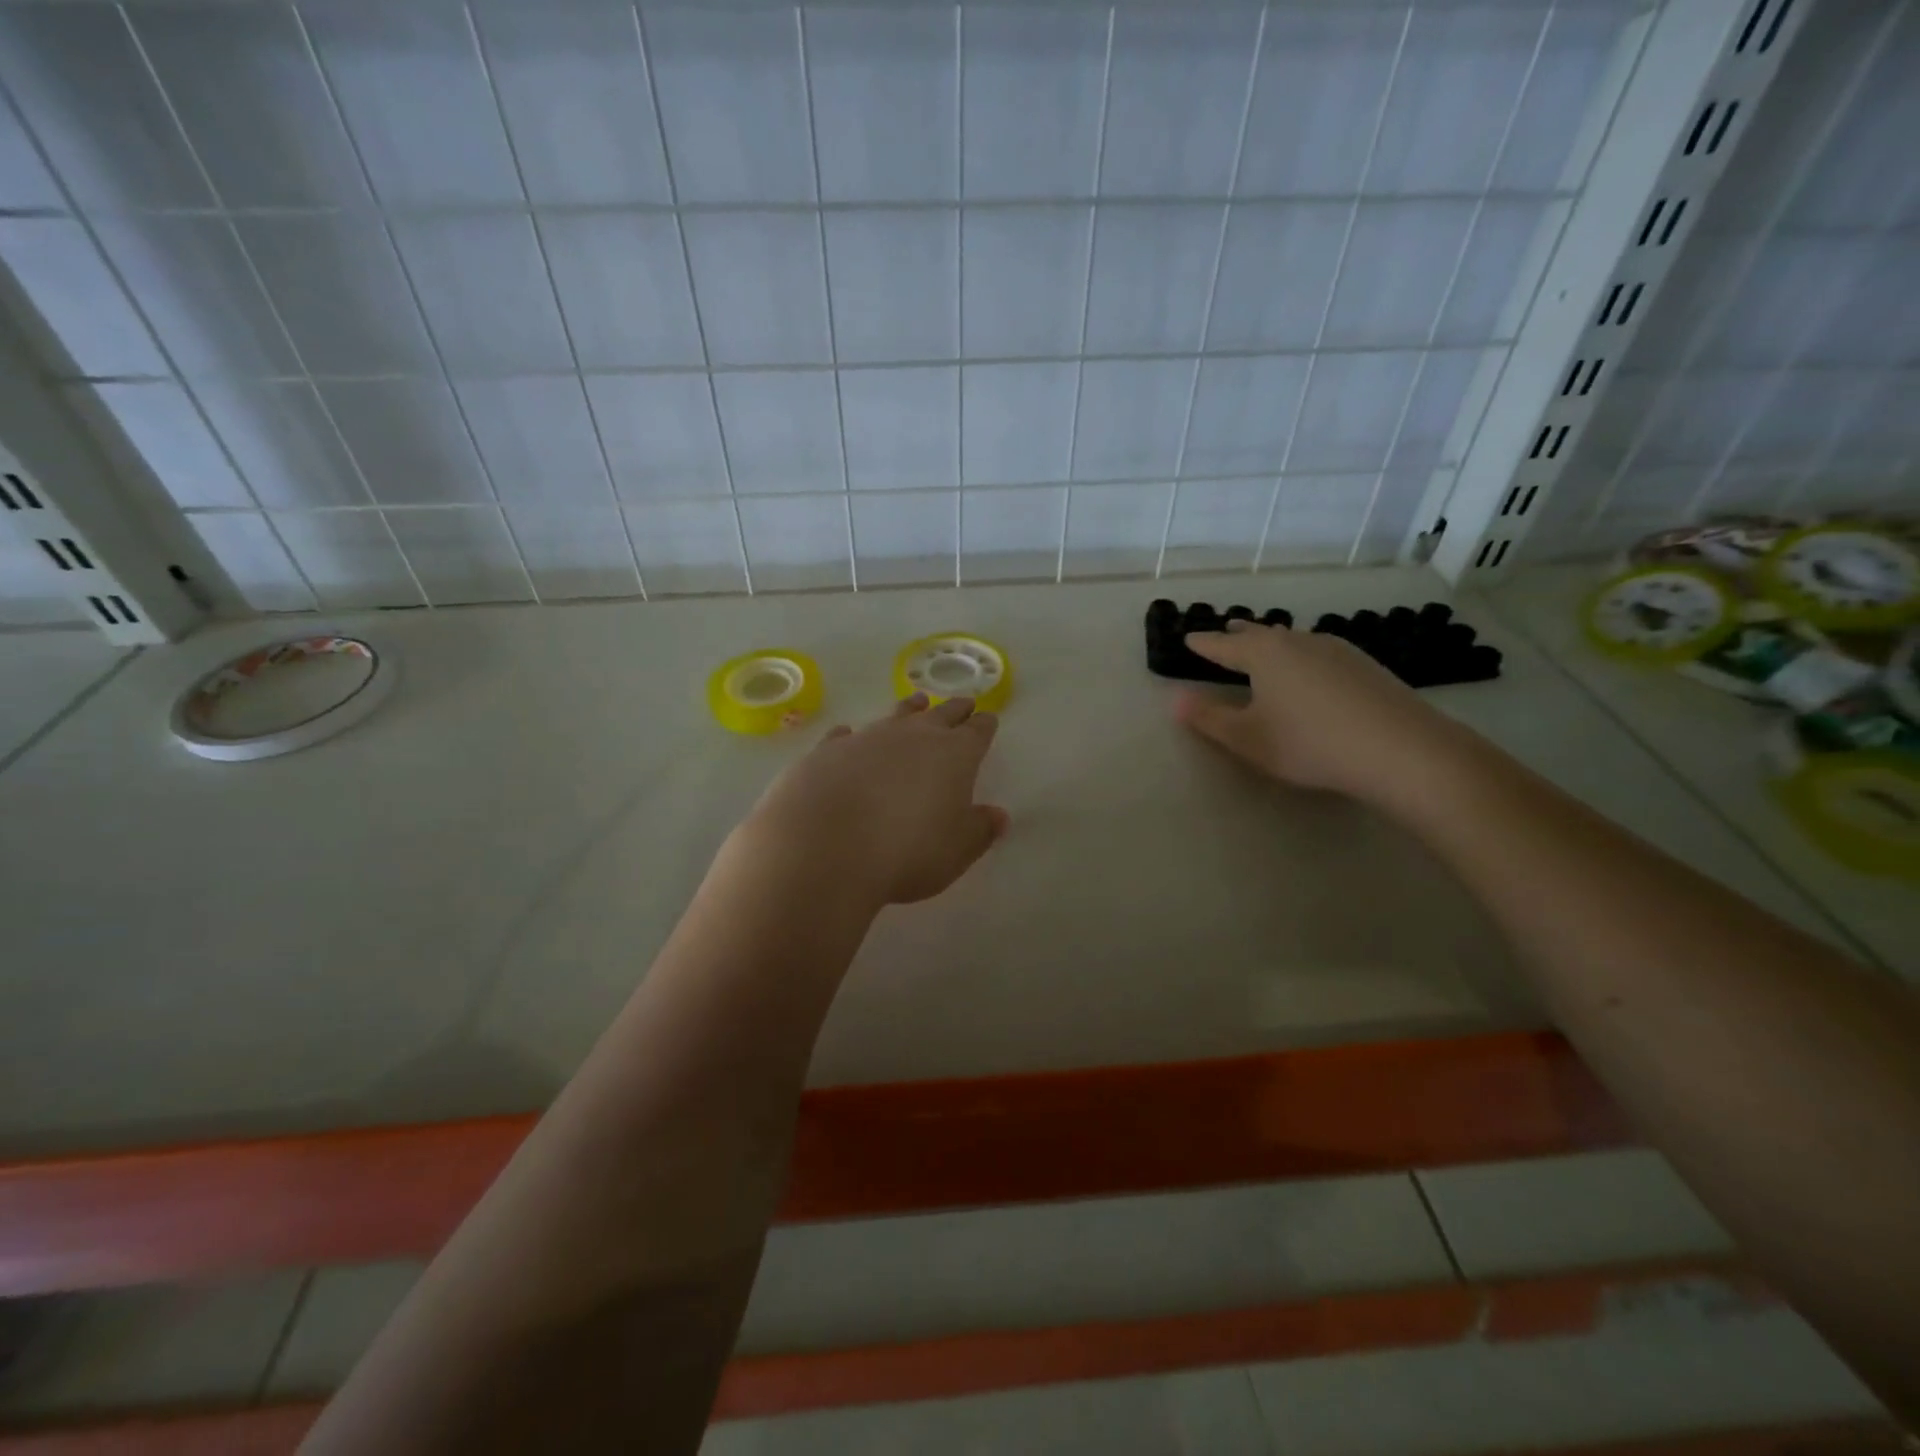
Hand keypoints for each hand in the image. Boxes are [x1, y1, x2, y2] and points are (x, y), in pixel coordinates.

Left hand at [734, 694, 1008, 906]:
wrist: (824, 850)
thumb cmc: (906, 853)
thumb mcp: (957, 851)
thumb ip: (980, 829)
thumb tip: (997, 815)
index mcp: (954, 755)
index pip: (976, 733)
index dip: (984, 726)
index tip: (989, 719)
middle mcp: (912, 737)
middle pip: (940, 715)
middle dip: (954, 710)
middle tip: (963, 704)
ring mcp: (866, 739)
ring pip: (895, 716)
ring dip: (909, 710)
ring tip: (917, 702)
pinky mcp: (826, 752)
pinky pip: (844, 736)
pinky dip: (851, 736)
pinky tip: (847, 735)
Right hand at [1174, 620, 1464, 804]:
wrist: (1401, 749)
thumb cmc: (1310, 743)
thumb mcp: (1249, 739)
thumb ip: (1209, 719)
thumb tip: (1175, 700)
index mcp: (1264, 654)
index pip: (1223, 646)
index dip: (1203, 644)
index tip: (1188, 638)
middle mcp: (1298, 642)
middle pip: (1261, 634)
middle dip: (1239, 635)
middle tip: (1226, 631)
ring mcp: (1336, 650)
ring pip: (1293, 640)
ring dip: (1273, 643)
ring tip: (1265, 646)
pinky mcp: (1365, 665)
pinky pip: (1318, 652)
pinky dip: (1301, 655)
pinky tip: (1310, 670)